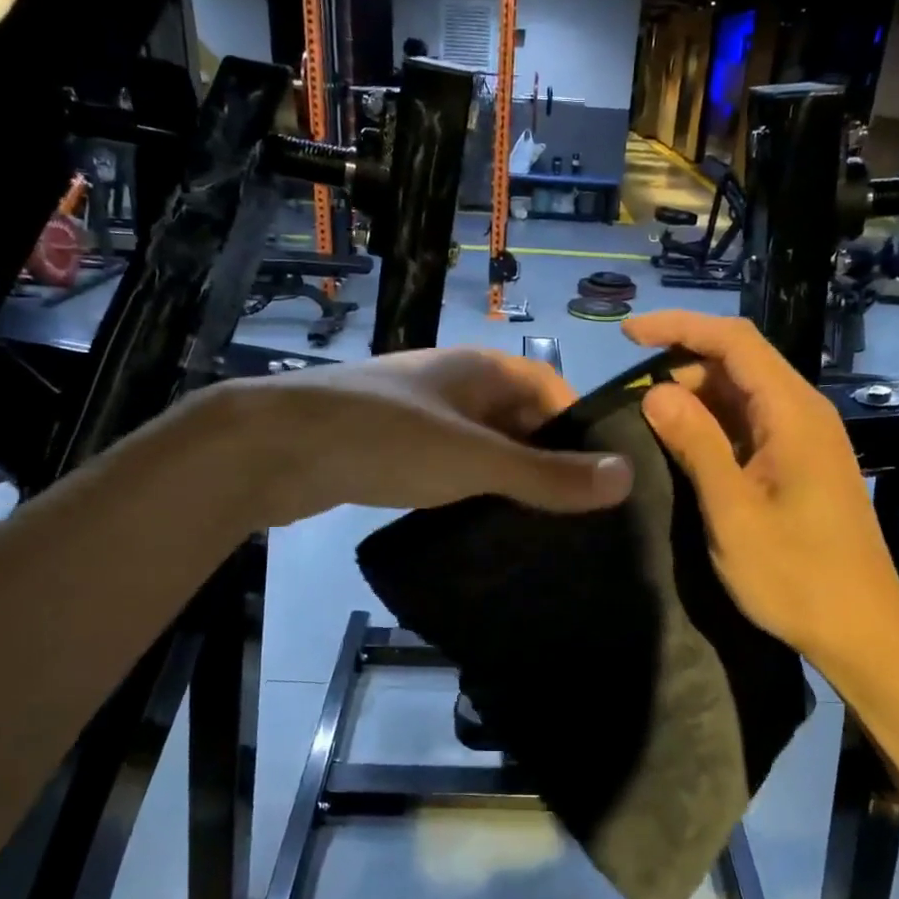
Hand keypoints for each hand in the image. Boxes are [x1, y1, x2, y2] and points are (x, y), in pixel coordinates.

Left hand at [211, 348, 633, 525]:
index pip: (550, 390)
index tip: (599, 480)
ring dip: (505, 480)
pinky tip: (476, 528)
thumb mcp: (475, 458)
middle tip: (573, 515)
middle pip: (517, 419)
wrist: (272, 447)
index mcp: (479, 369)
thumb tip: (626, 478)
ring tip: (535, 529)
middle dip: (544, 460)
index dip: (578, 430)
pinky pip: (446, 468)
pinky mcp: (389, 451)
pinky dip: (466, 492)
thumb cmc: (385, 438)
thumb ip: (546, 473)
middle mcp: (452, 385)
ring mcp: (418, 417)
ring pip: (480, 447)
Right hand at [625, 311, 898, 663]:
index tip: (627, 334)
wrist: (863, 632)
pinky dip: (715, 425)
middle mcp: (804, 414)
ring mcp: (806, 440)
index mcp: (793, 413)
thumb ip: (695, 444)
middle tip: (632, 399)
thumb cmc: (797, 575)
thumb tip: (654, 391)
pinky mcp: (802, 464)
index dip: (679, 327)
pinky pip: (753, 425)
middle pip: (739, 363)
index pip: (734, 341)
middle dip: (682, 366)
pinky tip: (685, 448)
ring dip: (696, 398)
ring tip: (649, 423)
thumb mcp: (732, 511)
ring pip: (744, 395)